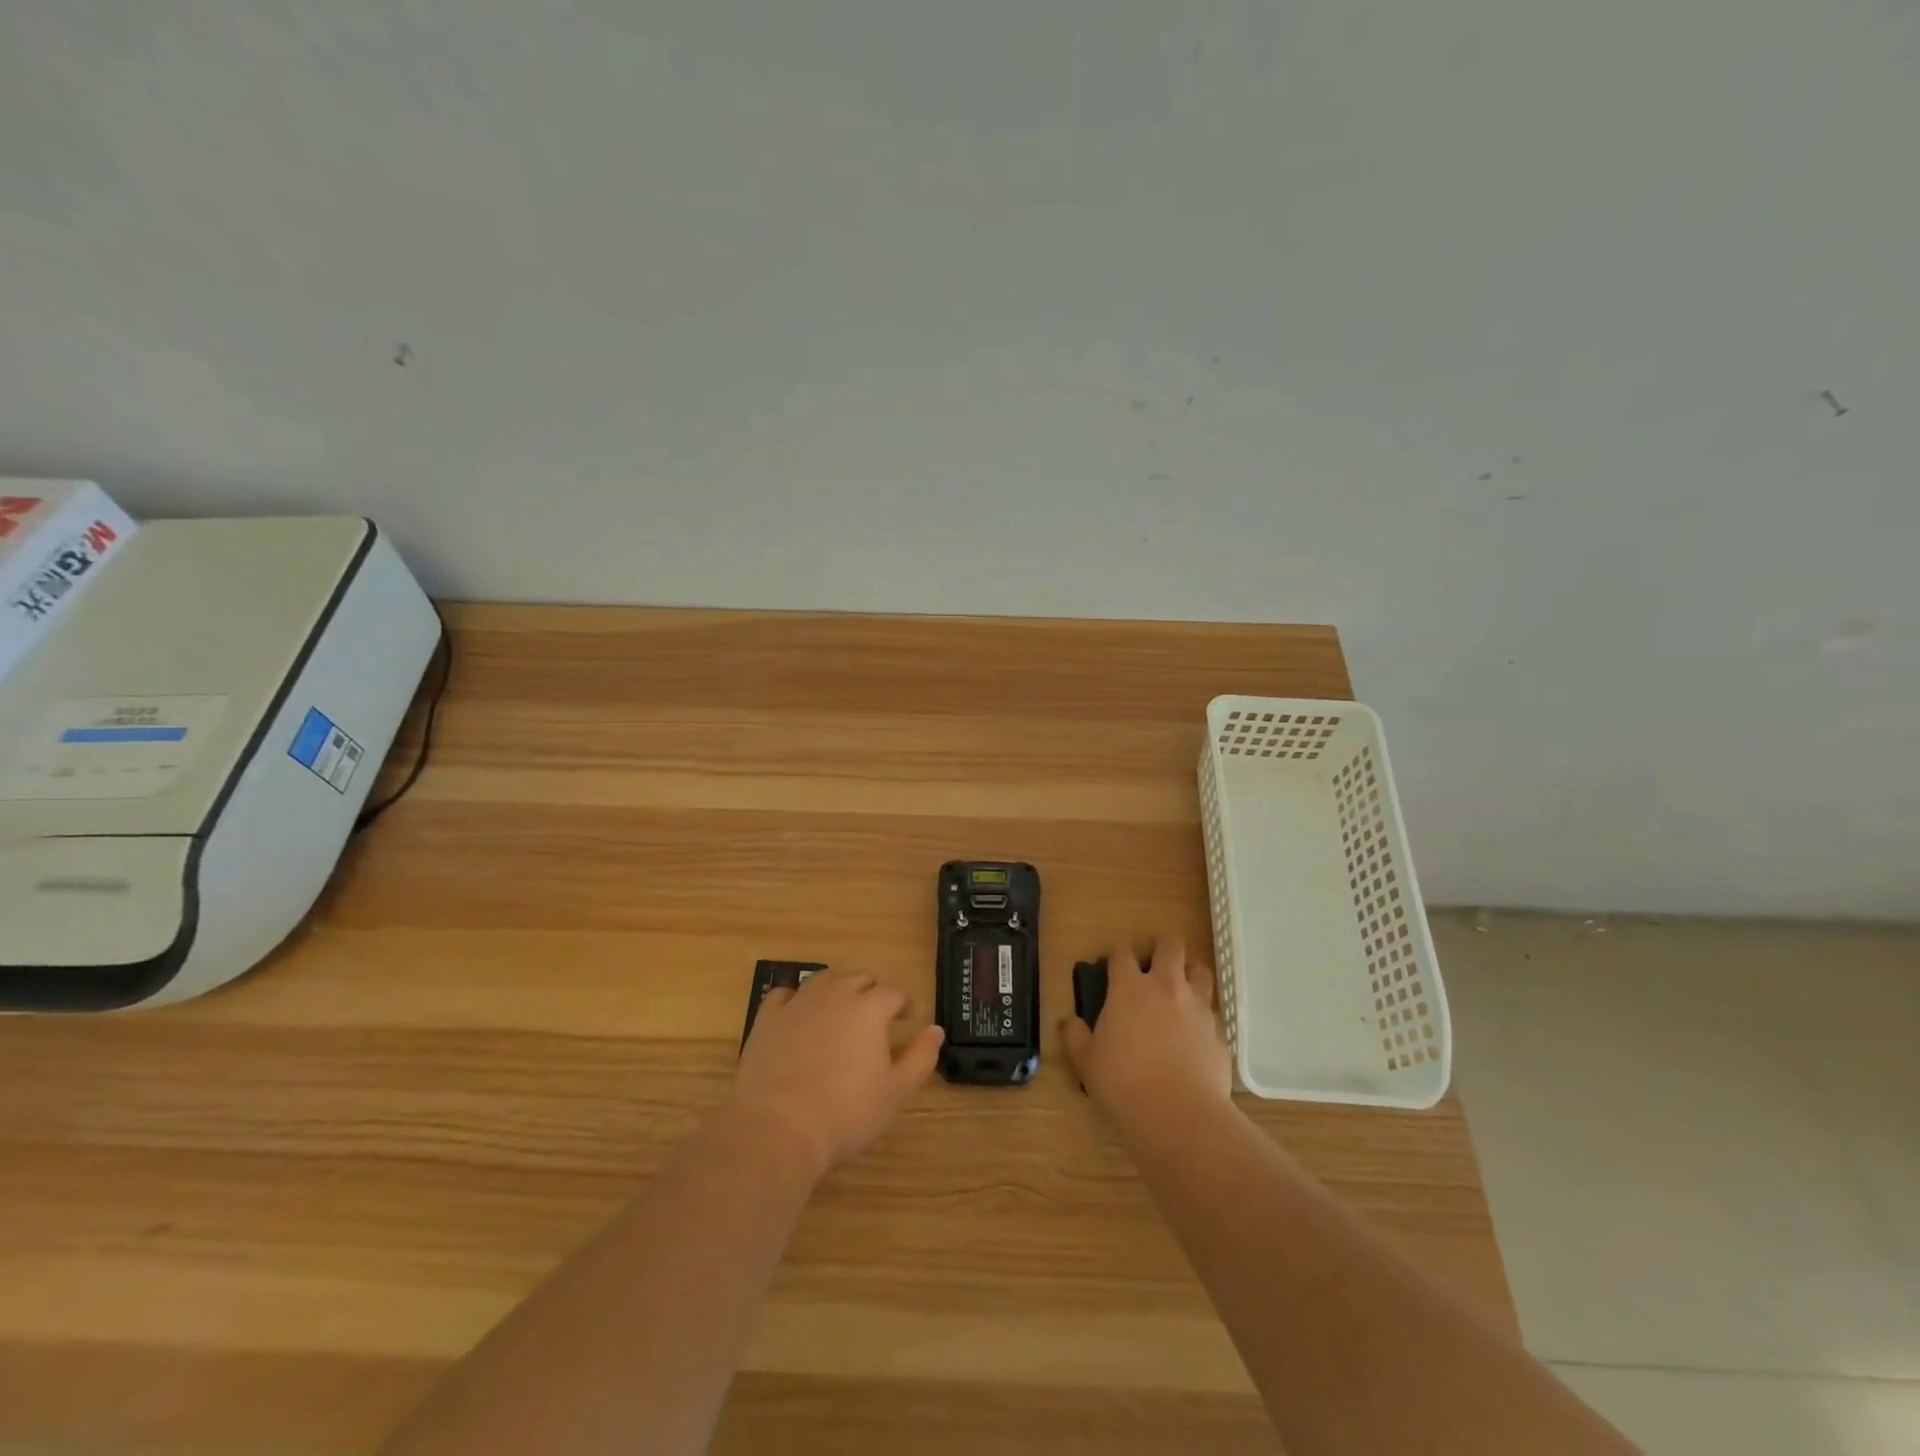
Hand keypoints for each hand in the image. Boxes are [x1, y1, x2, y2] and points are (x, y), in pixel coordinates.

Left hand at [731, 970, 943, 1177]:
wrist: (779, 1127)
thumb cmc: (846, 1113)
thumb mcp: (896, 1091)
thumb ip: (921, 1056)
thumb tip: (936, 1029)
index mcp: (869, 1009)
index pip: (894, 993)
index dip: (903, 1004)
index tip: (906, 1020)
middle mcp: (835, 995)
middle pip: (859, 978)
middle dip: (871, 992)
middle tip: (874, 1018)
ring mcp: (798, 1003)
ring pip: (823, 979)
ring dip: (837, 989)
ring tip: (839, 1012)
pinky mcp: (768, 1018)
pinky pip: (784, 994)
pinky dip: (795, 999)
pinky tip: (798, 1015)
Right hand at [1061, 936, 1232, 1126]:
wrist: (1179, 1116)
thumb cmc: (1123, 1083)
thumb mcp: (1086, 1062)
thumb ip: (1075, 1036)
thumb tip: (1068, 1022)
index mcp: (1129, 988)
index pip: (1122, 951)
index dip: (1117, 949)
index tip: (1113, 957)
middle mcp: (1166, 987)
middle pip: (1170, 945)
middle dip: (1161, 946)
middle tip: (1152, 962)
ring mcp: (1198, 1007)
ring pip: (1201, 970)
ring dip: (1190, 973)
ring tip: (1180, 989)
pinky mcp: (1219, 1032)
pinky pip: (1213, 1012)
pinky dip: (1203, 1015)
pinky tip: (1195, 1034)